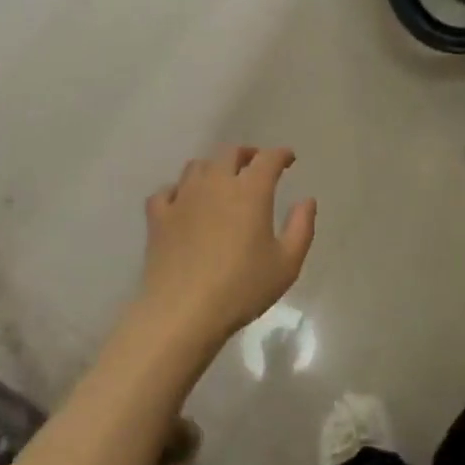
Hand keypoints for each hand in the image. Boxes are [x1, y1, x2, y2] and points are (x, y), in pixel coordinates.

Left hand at [139, 146, 316, 349]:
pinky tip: (183, 202)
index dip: (280, 154)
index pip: (268, 159)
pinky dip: (178, 191)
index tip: (288, 159)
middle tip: (255, 165)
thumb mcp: (287, 263)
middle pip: (229, 153)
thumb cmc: (242, 288)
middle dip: (246, 154)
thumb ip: (302, 227)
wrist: (182, 311)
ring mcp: (183, 198)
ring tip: (221, 181)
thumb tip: (307, 200)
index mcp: (250, 191)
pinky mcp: (158, 217)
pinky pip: (166, 192)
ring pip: (197, 167)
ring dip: (213, 168)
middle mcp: (215, 184)